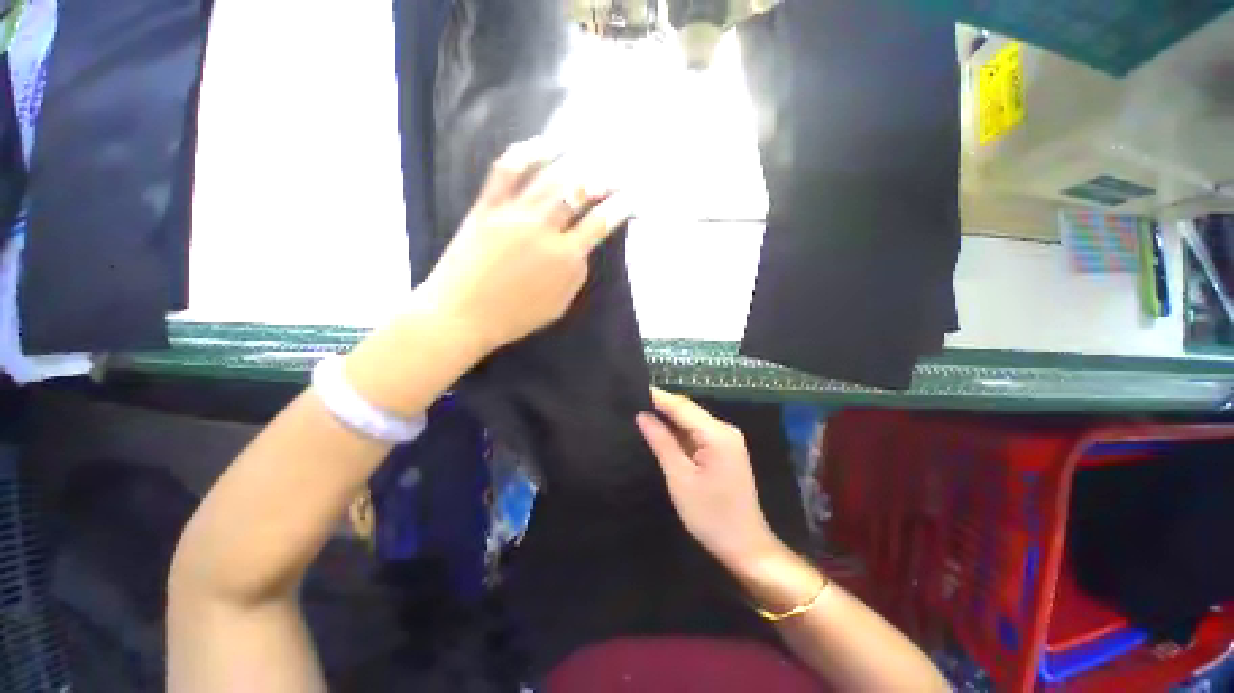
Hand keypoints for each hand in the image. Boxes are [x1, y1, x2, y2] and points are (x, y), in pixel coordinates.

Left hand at [418, 139, 631, 354]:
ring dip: (574, 161)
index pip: (601, 223)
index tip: (631, 200)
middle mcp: (544, 229)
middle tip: (615, 173)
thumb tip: (581, 247)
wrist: (461, 316)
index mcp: (566, 259)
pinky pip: (507, 170)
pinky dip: (528, 152)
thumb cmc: (514, 318)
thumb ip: (576, 274)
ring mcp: (514, 214)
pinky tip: (545, 144)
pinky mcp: (487, 206)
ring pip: (550, 176)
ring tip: (589, 152)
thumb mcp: (559, 305)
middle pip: (580, 192)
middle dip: (604, 178)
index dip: (621, 207)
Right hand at [636, 388, 781, 571]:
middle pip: (688, 411)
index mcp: (717, 434)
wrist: (745, 547)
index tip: (632, 389)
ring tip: (641, 412)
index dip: (657, 396)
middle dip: (661, 406)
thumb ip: (661, 442)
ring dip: (669, 419)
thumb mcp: (680, 478)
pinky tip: (661, 431)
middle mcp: (725, 430)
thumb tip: (642, 415)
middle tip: (632, 401)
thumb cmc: (711, 516)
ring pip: (692, 422)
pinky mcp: (724, 451)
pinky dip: (679, 433)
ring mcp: (727, 440)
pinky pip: (697, 434)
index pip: (681, 406)